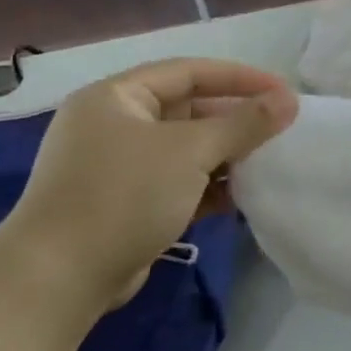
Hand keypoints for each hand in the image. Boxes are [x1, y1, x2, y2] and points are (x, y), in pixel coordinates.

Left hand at [2, 59, 298, 307]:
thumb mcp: (192, 151)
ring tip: (269, 162)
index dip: (240, 78)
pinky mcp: (129, 202)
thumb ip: (245, 123)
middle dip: (236, 120)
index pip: (189, 72)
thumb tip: (290, 100)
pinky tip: (242, 195)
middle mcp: (115, 125)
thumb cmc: (124, 196)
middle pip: (190, 110)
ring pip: (188, 148)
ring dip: (228, 154)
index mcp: (116, 98)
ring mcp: (120, 166)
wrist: (59, 277)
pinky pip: (181, 181)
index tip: (284, 92)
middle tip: (282, 129)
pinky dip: (211, 184)